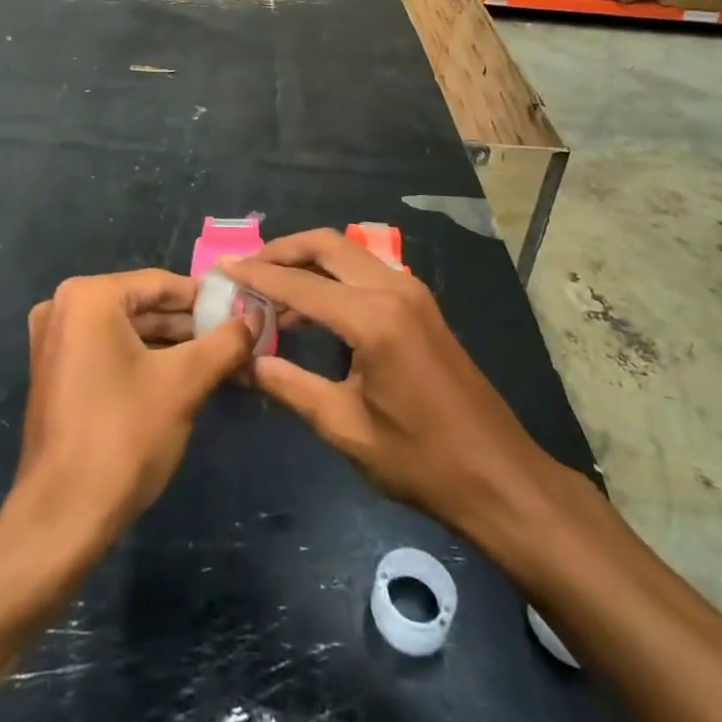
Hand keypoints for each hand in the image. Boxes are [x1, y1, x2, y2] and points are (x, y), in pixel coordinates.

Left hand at [11, 270, 256, 551]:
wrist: (62, 518)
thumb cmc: (124, 436)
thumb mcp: (185, 382)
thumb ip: (225, 342)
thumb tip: (256, 318)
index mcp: (89, 297)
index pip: (163, 284)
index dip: (208, 299)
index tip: (245, 312)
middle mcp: (64, 308)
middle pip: (145, 307)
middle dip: (193, 327)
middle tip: (239, 340)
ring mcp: (56, 342)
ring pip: (130, 332)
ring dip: (175, 346)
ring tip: (223, 361)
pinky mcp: (57, 373)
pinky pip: (111, 352)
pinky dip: (147, 361)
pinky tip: (187, 378)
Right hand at [230, 230, 558, 535]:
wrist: (499, 476)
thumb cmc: (420, 460)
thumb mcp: (345, 427)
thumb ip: (289, 386)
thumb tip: (245, 361)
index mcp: (373, 318)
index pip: (300, 283)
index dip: (256, 275)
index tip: (222, 268)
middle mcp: (394, 290)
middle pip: (327, 245)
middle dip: (282, 250)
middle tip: (246, 271)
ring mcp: (412, 293)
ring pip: (347, 254)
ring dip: (307, 262)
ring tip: (268, 291)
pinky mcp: (421, 306)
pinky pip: (365, 273)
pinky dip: (332, 278)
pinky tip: (310, 309)